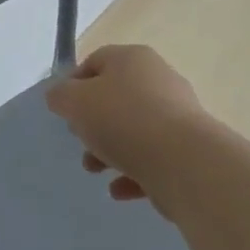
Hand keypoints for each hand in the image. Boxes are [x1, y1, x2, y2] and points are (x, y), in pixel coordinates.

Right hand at [45, 44, 216, 204]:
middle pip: (115, 97)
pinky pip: (153, 157)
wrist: (184, 162)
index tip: (64, 112)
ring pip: (133, 129)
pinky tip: (119, 190)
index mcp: (132, 59)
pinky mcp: (189, 149)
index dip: (73, 85)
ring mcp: (177, 115)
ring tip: (96, 170)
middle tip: (80, 141)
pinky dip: (133, 172)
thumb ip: (61, 96)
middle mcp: (158, 79)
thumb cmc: (123, 120)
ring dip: (109, 150)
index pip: (95, 62)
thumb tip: (60, 96)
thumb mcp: (75, 102)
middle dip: (92, 123)